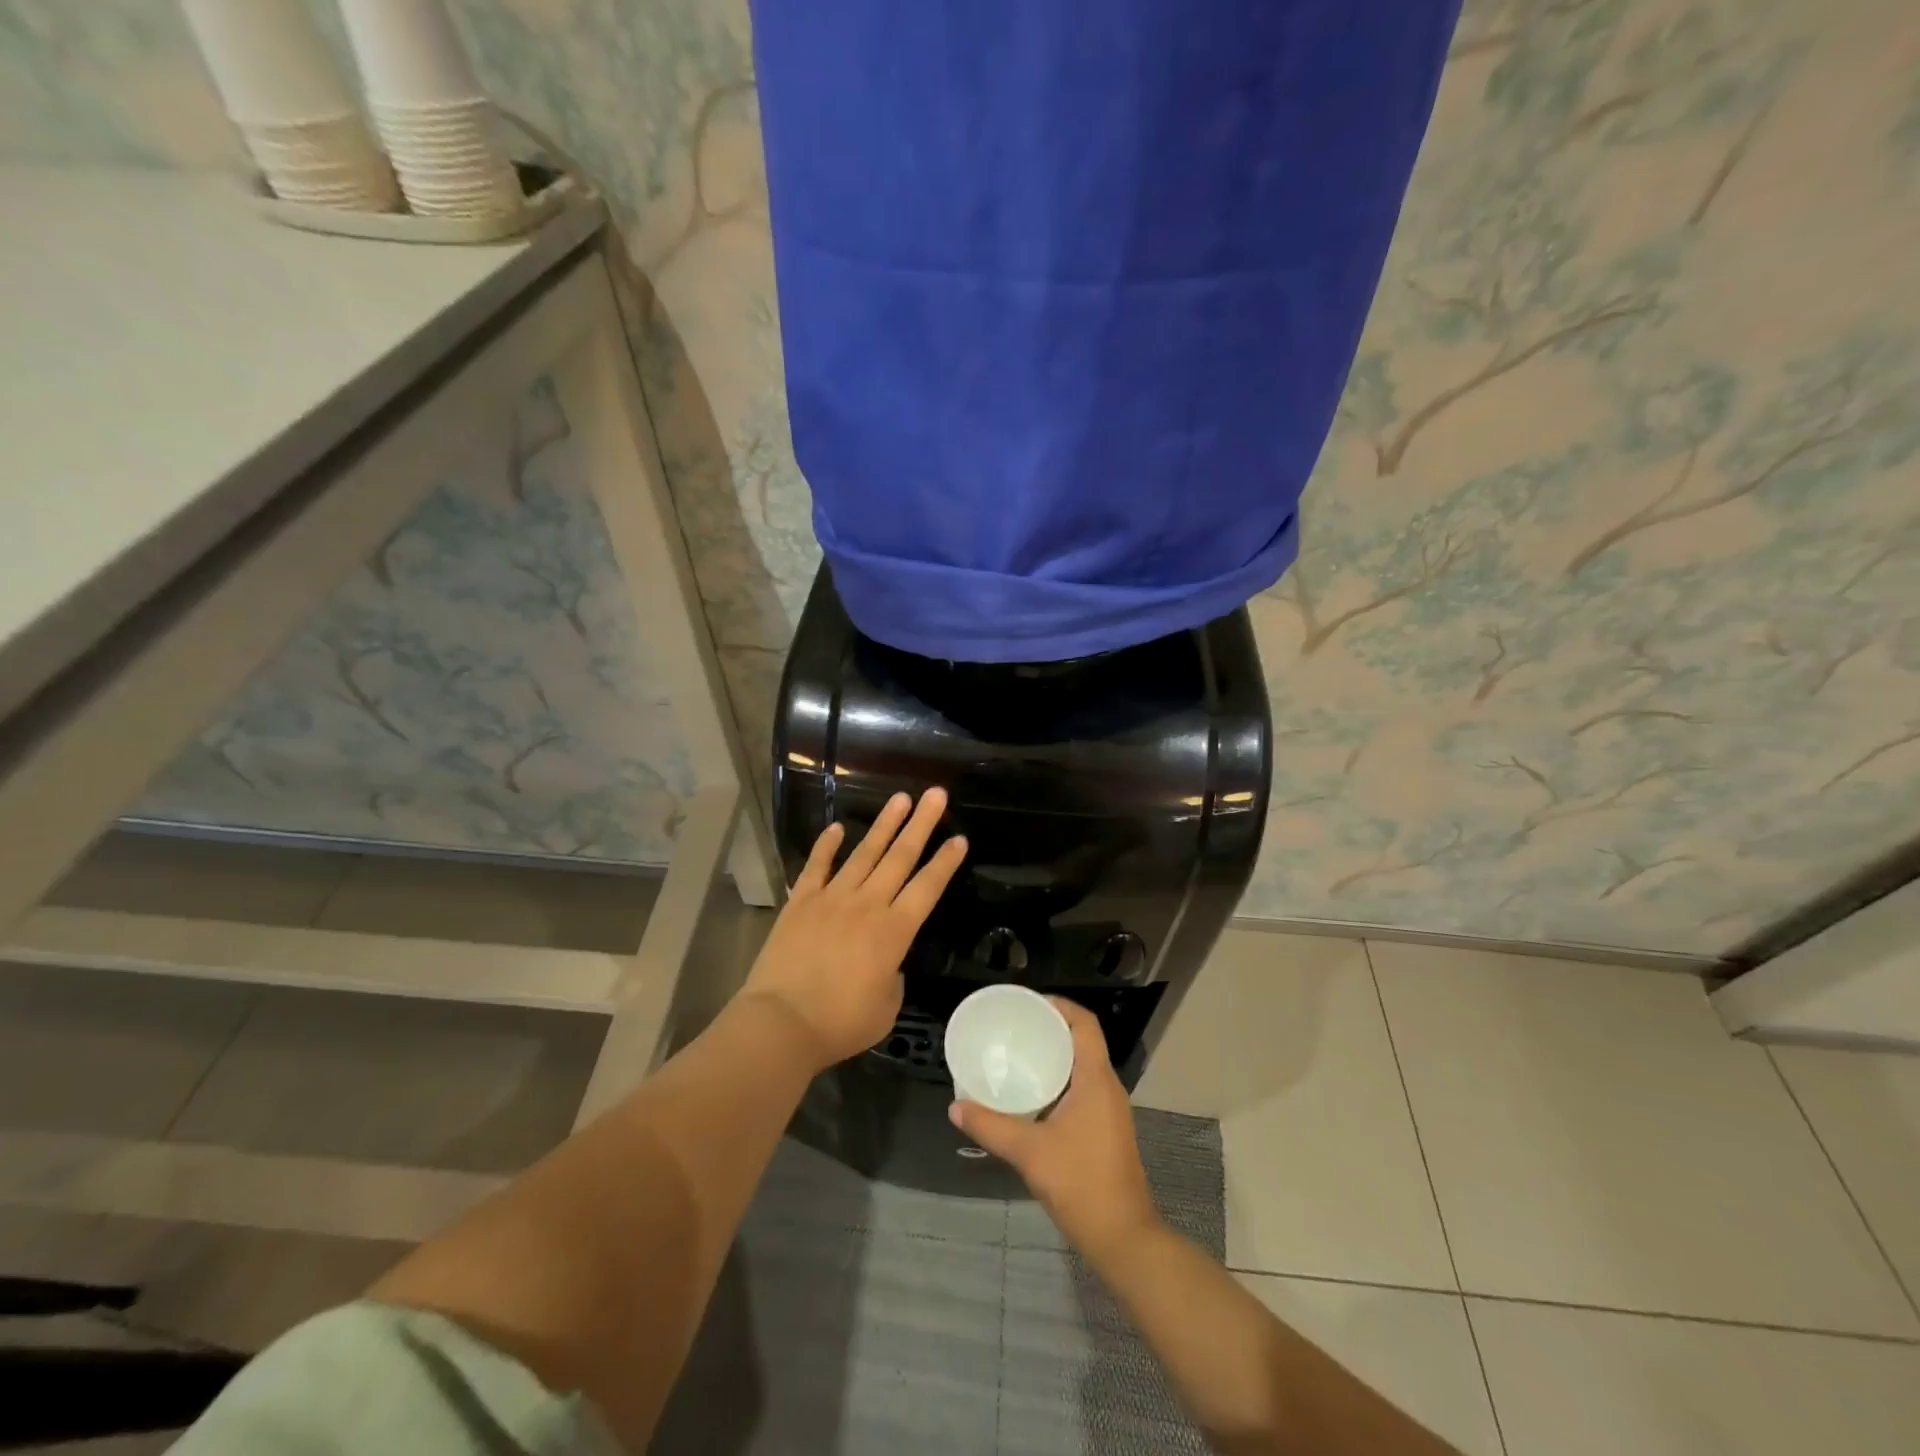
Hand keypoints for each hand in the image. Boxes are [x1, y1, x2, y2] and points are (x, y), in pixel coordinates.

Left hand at [741, 788, 967, 1070]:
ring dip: (884, 825)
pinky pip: (817, 866)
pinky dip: (827, 845)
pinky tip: (838, 827)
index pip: (927, 888)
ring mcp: (832, 898)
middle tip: (935, 795)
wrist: (781, 1023)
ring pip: (864, 853)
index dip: (945, 862)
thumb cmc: (840, 1023)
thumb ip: (893, 977)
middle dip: (921, 824)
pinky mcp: (800, 902)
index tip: (959, 838)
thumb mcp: (886, 1007)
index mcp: (894, 931)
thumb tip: (887, 961)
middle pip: (900, 857)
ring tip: (900, 798)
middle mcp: (867, 905)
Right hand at [950, 999, 1160, 1260]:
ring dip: (1055, 1055)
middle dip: (1051, 1028)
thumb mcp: (1029, 1152)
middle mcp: (1107, 1087)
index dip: (1060, 1006)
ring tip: (1019, 1054)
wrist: (1123, 1238)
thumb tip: (955, 1107)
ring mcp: (1110, 1109)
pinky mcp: (1106, 1129)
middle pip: (1083, 1041)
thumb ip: (991, 1126)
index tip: (1028, 1004)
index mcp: (1096, 1080)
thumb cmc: (1081, 1184)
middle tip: (1015, 1027)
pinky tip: (1033, 1095)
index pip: (1085, 1024)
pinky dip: (1060, 1079)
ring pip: (1083, 1066)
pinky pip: (1083, 1087)